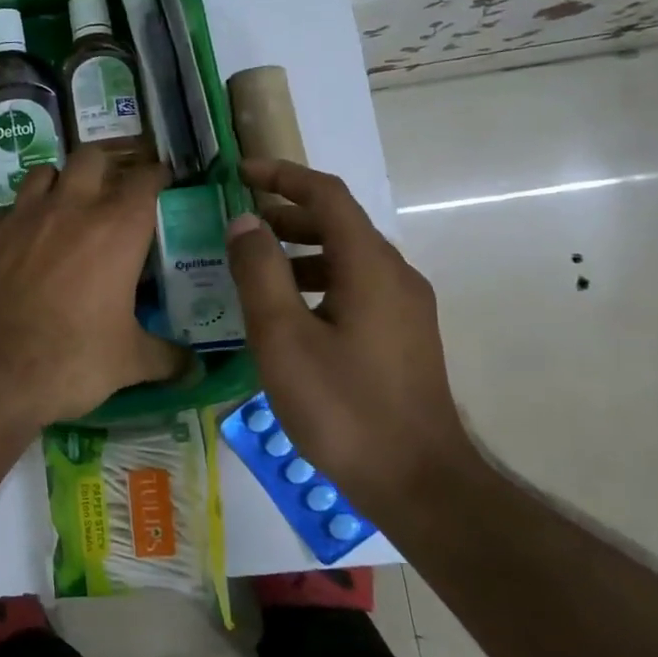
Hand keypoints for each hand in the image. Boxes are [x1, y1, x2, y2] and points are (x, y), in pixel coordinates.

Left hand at [0, 147, 189, 427]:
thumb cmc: (70, 359)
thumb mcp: (128, 362)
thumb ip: (165, 357)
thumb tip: (193, 369)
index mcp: (116, 229)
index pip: (145, 180)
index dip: (156, 176)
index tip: (161, 182)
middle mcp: (69, 208)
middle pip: (91, 158)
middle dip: (106, 168)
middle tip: (111, 192)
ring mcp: (22, 216)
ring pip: (44, 172)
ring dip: (59, 183)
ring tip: (63, 208)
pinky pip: (7, 210)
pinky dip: (19, 218)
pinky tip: (20, 242)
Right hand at [224, 158, 476, 508]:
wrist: (417, 483)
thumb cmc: (343, 406)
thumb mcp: (284, 337)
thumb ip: (260, 272)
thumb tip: (244, 221)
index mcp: (370, 266)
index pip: (327, 195)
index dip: (282, 175)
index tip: (240, 173)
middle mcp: (396, 276)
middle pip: (339, 224)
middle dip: (287, 214)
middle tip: (239, 226)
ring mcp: (405, 308)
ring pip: (347, 258)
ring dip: (300, 250)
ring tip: (255, 269)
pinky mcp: (404, 337)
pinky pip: (356, 287)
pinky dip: (317, 280)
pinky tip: (288, 313)